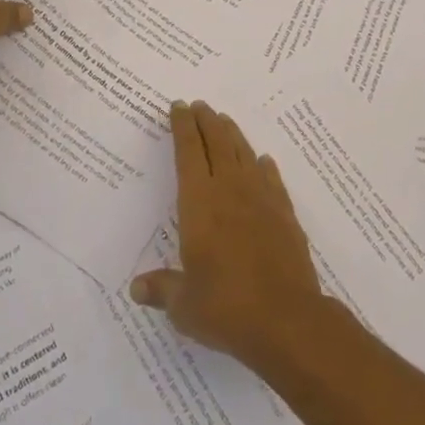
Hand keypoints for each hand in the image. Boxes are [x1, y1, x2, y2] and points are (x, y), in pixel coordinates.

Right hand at [130, 101, 325, 368]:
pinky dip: (264, 166)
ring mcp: (261, 199)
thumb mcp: (184, 304)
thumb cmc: (226, 307)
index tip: (178, 107)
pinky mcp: (285, 214)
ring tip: (224, 121)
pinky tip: (262, 162)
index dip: (182, 127)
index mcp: (199, 203)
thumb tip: (136, 288)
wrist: (287, 319)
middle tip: (199, 105)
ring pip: (244, 153)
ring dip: (232, 134)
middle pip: (217, 142)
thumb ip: (162, 289)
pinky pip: (271, 179)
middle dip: (206, 121)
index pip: (188, 152)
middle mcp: (229, 190)